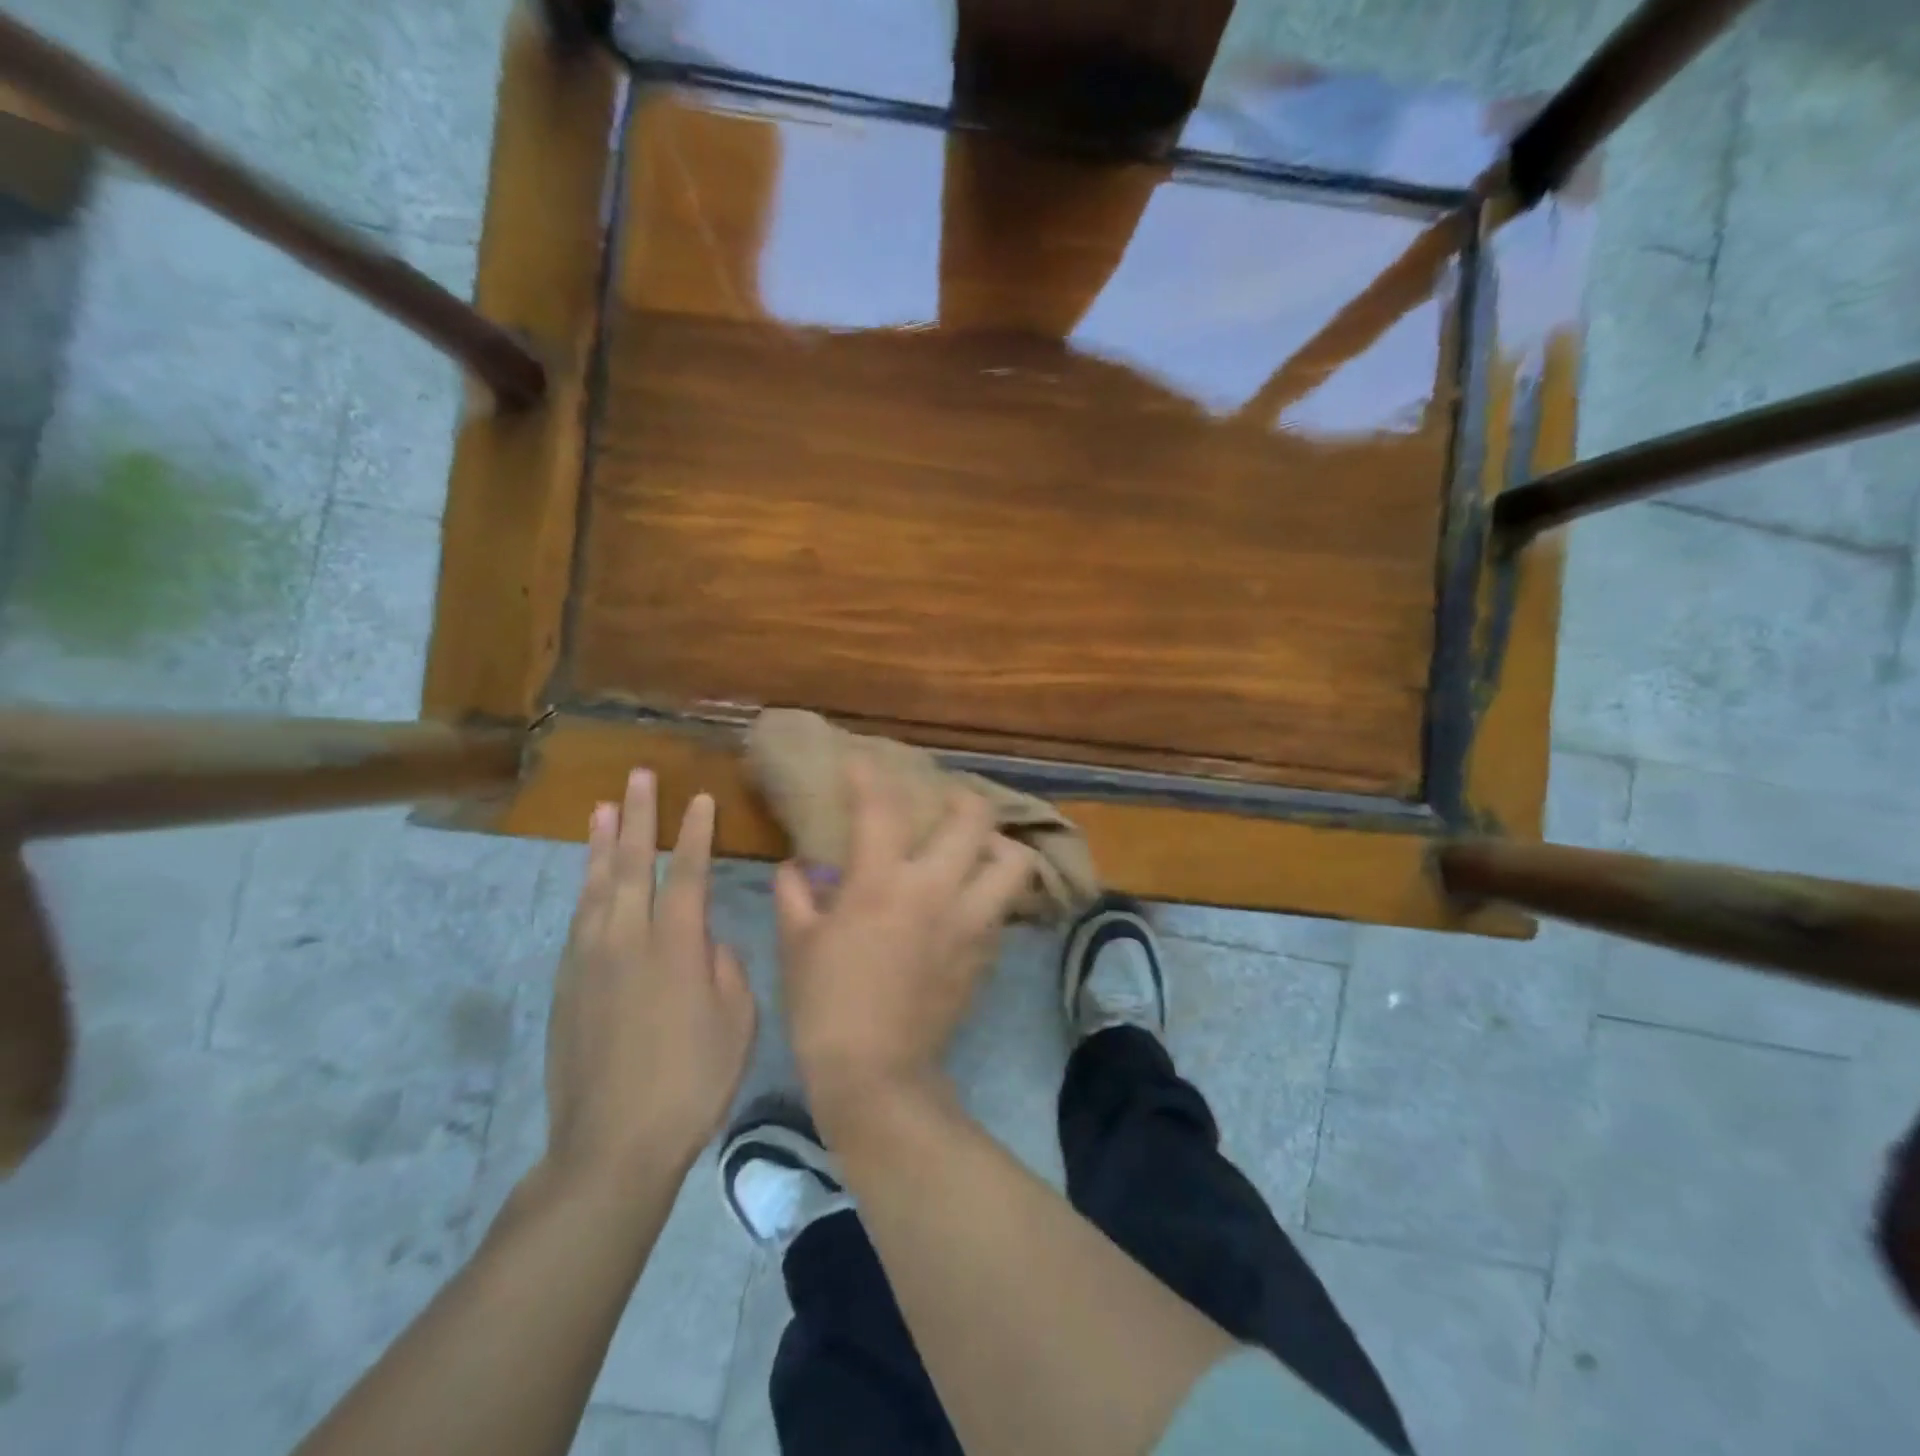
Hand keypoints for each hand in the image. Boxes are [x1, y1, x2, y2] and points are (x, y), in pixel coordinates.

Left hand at [544, 771, 757, 1188]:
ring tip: (603, 808)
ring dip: (602, 844)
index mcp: (677, 945)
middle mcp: (629, 939)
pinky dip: (586, 888)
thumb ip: (726, 969)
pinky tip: (589, 877)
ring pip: (596, 886)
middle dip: (640, 816)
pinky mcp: (566, 985)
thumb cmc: (693, 1081)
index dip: (695, 832)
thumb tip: (708, 941)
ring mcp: (590, 960)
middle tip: (639, 777)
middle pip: (634, 864)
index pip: (689, 872)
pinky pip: (579, 919)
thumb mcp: (738, 1022)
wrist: (613, 1144)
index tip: (698, 797)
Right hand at [773, 759, 1035, 1124]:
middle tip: (946, 804)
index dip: (870, 776)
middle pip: (974, 818)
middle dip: (962, 799)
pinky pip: (1004, 906)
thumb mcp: (797, 945)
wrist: (877, 1075)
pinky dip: (992, 892)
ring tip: (976, 850)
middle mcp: (936, 889)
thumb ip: (795, 895)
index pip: (881, 808)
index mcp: (882, 882)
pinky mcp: (988, 951)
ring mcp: (971, 920)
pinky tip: (970, 902)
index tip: (861, 763)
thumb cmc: (825, 1006)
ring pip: (1012, 861)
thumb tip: (796, 868)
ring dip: (997, 846)